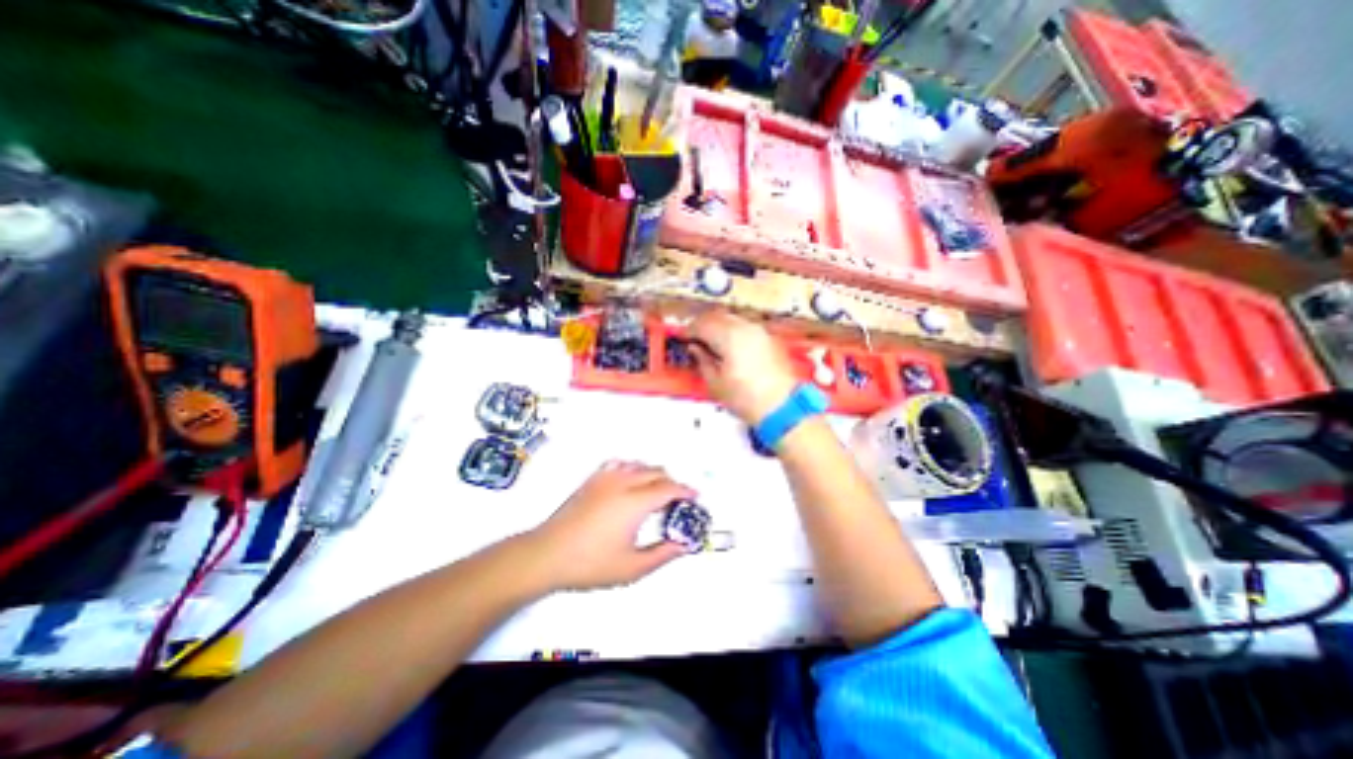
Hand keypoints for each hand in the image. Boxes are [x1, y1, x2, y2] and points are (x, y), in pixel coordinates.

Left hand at [528, 462, 697, 593]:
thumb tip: (683, 544)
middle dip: (671, 482)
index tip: (695, 496)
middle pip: (656, 472)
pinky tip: (630, 479)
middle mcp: (623, 483)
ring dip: (653, 474)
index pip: (668, 488)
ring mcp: (605, 478)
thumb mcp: (632, 568)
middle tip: (677, 500)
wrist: (547, 554)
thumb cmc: (590, 564)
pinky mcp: (592, 479)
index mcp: (635, 502)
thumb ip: (662, 554)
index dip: (685, 491)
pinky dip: (632, 468)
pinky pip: (619, 463)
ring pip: (638, 465)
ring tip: (656, 490)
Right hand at [691, 309, 794, 425]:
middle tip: (693, 339)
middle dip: (703, 325)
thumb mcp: (715, 383)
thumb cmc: (745, 399)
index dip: (689, 331)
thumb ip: (702, 360)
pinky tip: (728, 346)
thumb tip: (695, 348)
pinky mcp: (769, 339)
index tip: (682, 339)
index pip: (702, 324)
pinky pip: (745, 327)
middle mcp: (745, 328)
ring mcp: (759, 332)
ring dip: (718, 326)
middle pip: (718, 316)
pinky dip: (733, 331)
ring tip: (710, 343)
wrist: (781, 408)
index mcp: (729, 337)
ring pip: (732, 319)